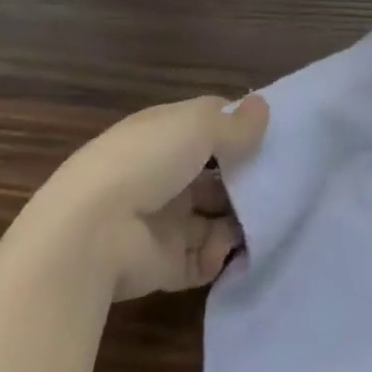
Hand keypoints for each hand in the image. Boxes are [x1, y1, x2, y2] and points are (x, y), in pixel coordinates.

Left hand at [38, 94, 269, 300]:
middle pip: (214, 174)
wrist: (92, 233)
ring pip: (212, 217)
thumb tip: (263, 107)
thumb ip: (235, 124)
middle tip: (279, 182)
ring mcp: (162, 220)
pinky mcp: (163, 263)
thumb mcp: (197, 127)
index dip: (237, 127)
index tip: (271, 134)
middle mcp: (162, 174)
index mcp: (163, 134)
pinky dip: (221, 256)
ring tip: (264, 218)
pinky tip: (231, 248)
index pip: (207, 125)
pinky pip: (202, 259)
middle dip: (244, 178)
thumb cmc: (146, 161)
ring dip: (238, 219)